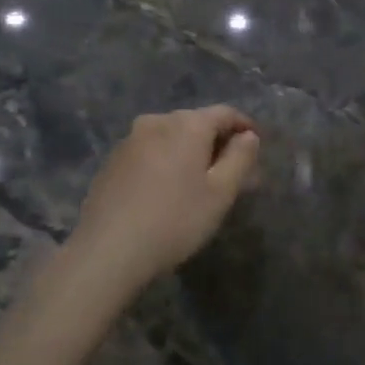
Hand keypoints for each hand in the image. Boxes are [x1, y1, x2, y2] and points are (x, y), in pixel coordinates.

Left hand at [68, 106, 260, 290]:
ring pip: (171, 138)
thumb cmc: (175, 220)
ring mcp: (129, 139)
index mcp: (187, 124)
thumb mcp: (220, 193)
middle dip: (217, 142)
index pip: (225, 113)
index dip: (244, 126)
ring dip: (189, 153)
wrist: (107, 251)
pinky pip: (149, 152)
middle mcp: (157, 121)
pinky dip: (165, 162)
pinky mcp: (112, 161)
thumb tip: (249, 136)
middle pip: (196, 123)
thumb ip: (240, 158)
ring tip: (199, 183)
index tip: (257, 146)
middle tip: (231, 172)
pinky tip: (167, 190)